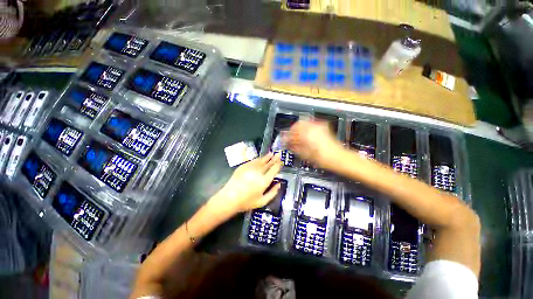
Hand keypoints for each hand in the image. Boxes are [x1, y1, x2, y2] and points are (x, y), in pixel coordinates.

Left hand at [208, 152, 282, 216]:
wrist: (229, 198)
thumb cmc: (246, 202)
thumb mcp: (262, 201)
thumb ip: (273, 193)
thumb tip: (279, 184)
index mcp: (264, 181)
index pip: (273, 170)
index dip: (278, 164)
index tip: (281, 160)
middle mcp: (258, 172)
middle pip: (268, 163)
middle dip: (273, 158)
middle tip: (278, 154)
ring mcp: (250, 168)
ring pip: (260, 161)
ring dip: (266, 157)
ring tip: (271, 153)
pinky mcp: (243, 167)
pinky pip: (252, 161)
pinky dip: (257, 159)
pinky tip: (260, 158)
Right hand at [285, 121, 342, 167]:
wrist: (338, 157)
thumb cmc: (323, 158)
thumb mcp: (305, 154)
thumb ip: (294, 146)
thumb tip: (288, 143)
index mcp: (307, 133)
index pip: (292, 131)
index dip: (287, 136)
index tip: (285, 140)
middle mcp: (313, 127)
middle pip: (298, 123)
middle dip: (293, 130)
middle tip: (290, 137)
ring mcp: (319, 126)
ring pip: (305, 122)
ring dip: (299, 129)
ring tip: (297, 137)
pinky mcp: (324, 128)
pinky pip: (311, 124)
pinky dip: (306, 129)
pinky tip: (305, 136)